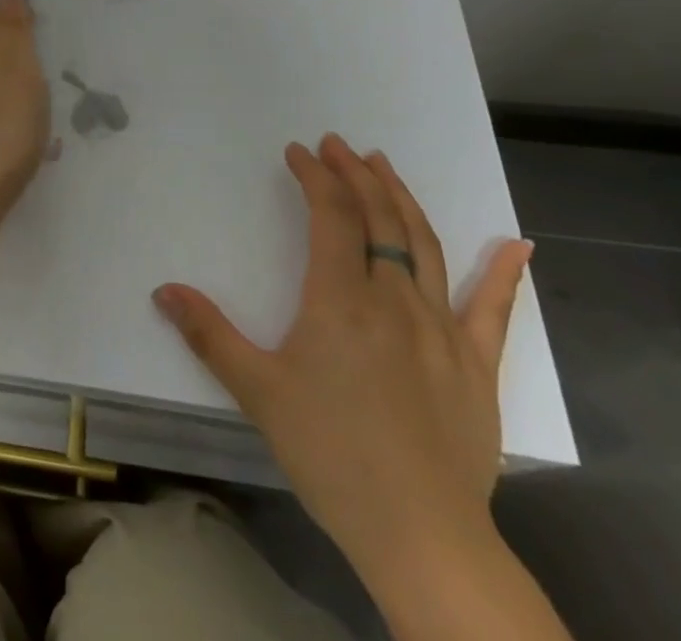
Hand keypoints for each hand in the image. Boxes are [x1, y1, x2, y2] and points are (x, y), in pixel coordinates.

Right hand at [152, 133, 531, 584]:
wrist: (422, 536)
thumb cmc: (332, 455)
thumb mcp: (257, 391)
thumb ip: (209, 334)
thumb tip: (163, 290)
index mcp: (341, 298)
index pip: (332, 214)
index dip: (315, 176)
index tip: (298, 153)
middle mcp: (394, 298)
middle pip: (379, 218)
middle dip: (356, 174)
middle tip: (337, 145)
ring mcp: (441, 329)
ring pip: (423, 245)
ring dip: (402, 199)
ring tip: (384, 166)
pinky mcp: (476, 364)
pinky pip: (492, 309)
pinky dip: (505, 273)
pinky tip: (518, 245)